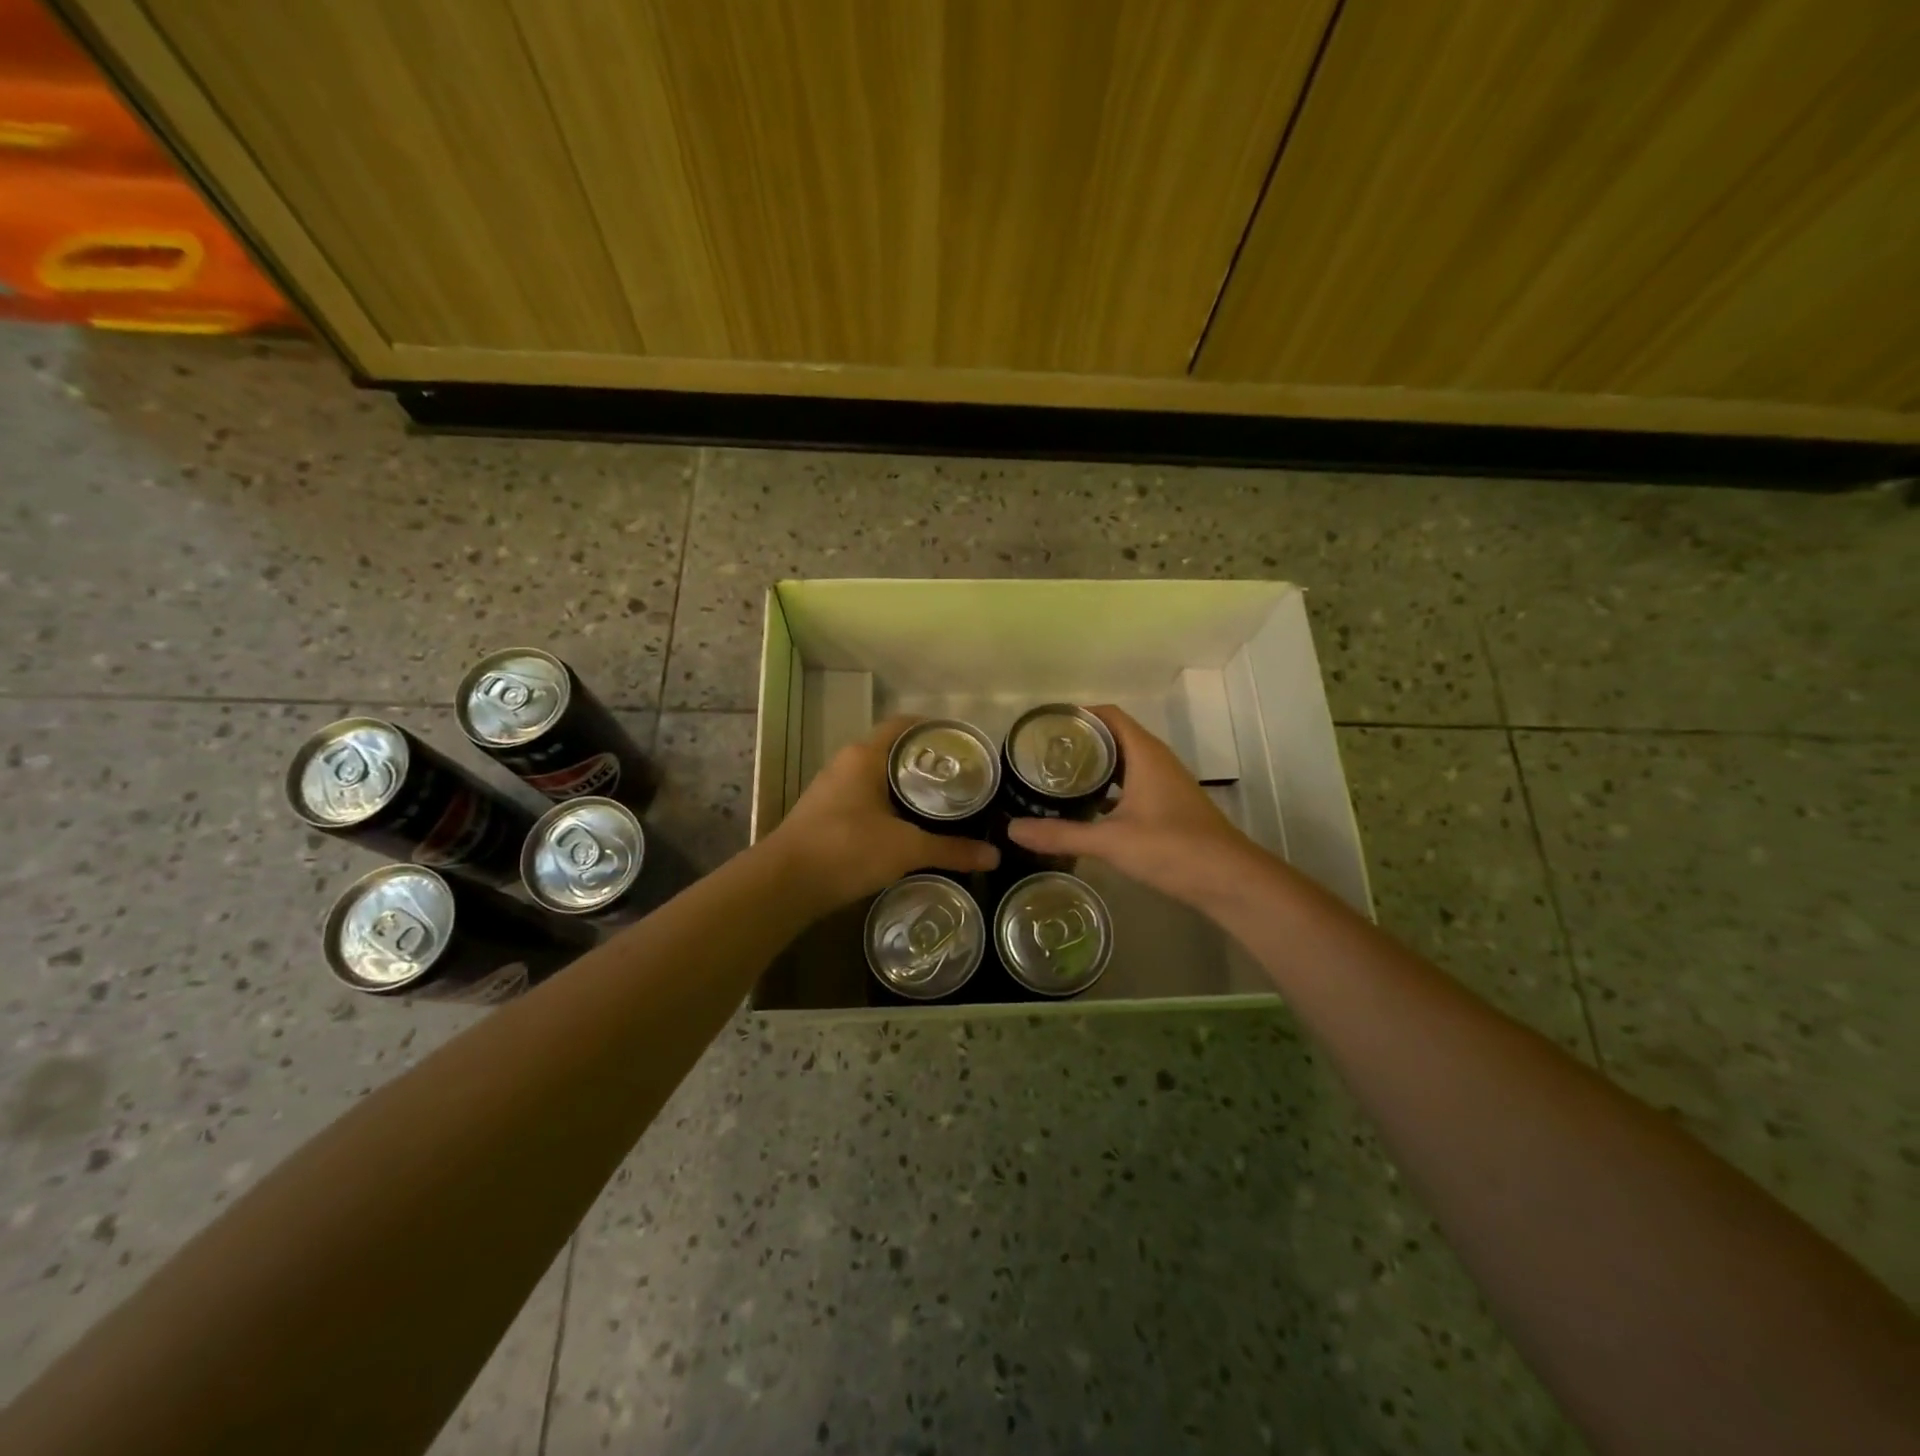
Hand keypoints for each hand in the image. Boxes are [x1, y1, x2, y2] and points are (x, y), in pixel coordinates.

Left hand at [764, 715, 998, 912]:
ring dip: (907, 786)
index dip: (936, 729)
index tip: (964, 744)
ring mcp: (832, 788)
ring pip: (879, 776)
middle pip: (894, 750)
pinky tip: (909, 826)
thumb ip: (951, 850)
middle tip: (963, 778)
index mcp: (865, 756)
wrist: (785, 884)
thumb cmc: (847, 849)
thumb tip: (994, 856)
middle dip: (927, 761)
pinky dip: (890, 805)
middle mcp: (847, 763)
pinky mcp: (826, 813)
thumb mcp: (906, 849)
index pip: (906, 725)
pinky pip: (866, 798)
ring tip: (943, 802)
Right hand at [1007, 705, 1259, 907]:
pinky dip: (1107, 789)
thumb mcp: (1110, 841)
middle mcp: (1155, 760)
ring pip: (1123, 762)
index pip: (1108, 715)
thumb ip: (1061, 834)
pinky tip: (1085, 808)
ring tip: (1055, 778)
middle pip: (1113, 736)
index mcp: (1144, 754)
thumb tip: (1012, 830)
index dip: (1077, 715)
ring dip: (1093, 766)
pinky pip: (1131, 784)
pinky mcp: (1167, 806)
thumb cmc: (1172, 848)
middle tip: (1040, 754)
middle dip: (1079, 742)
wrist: (1229, 880)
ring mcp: (1164, 783)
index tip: (1044, 727)